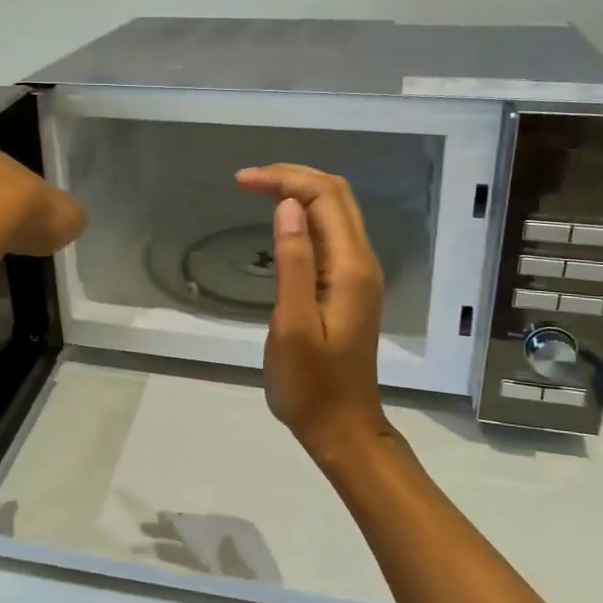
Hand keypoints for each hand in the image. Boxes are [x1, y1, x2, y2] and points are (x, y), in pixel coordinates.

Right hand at [236, 164, 394, 459]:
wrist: (342, 427)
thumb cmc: (310, 384)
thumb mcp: (292, 325)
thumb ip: (293, 262)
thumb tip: (288, 206)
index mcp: (350, 267)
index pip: (324, 196)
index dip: (284, 179)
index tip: (241, 182)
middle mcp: (362, 262)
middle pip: (336, 195)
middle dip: (293, 176)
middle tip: (247, 180)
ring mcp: (359, 274)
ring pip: (336, 211)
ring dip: (300, 192)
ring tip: (258, 191)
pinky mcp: (350, 286)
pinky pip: (331, 233)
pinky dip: (305, 215)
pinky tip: (280, 222)